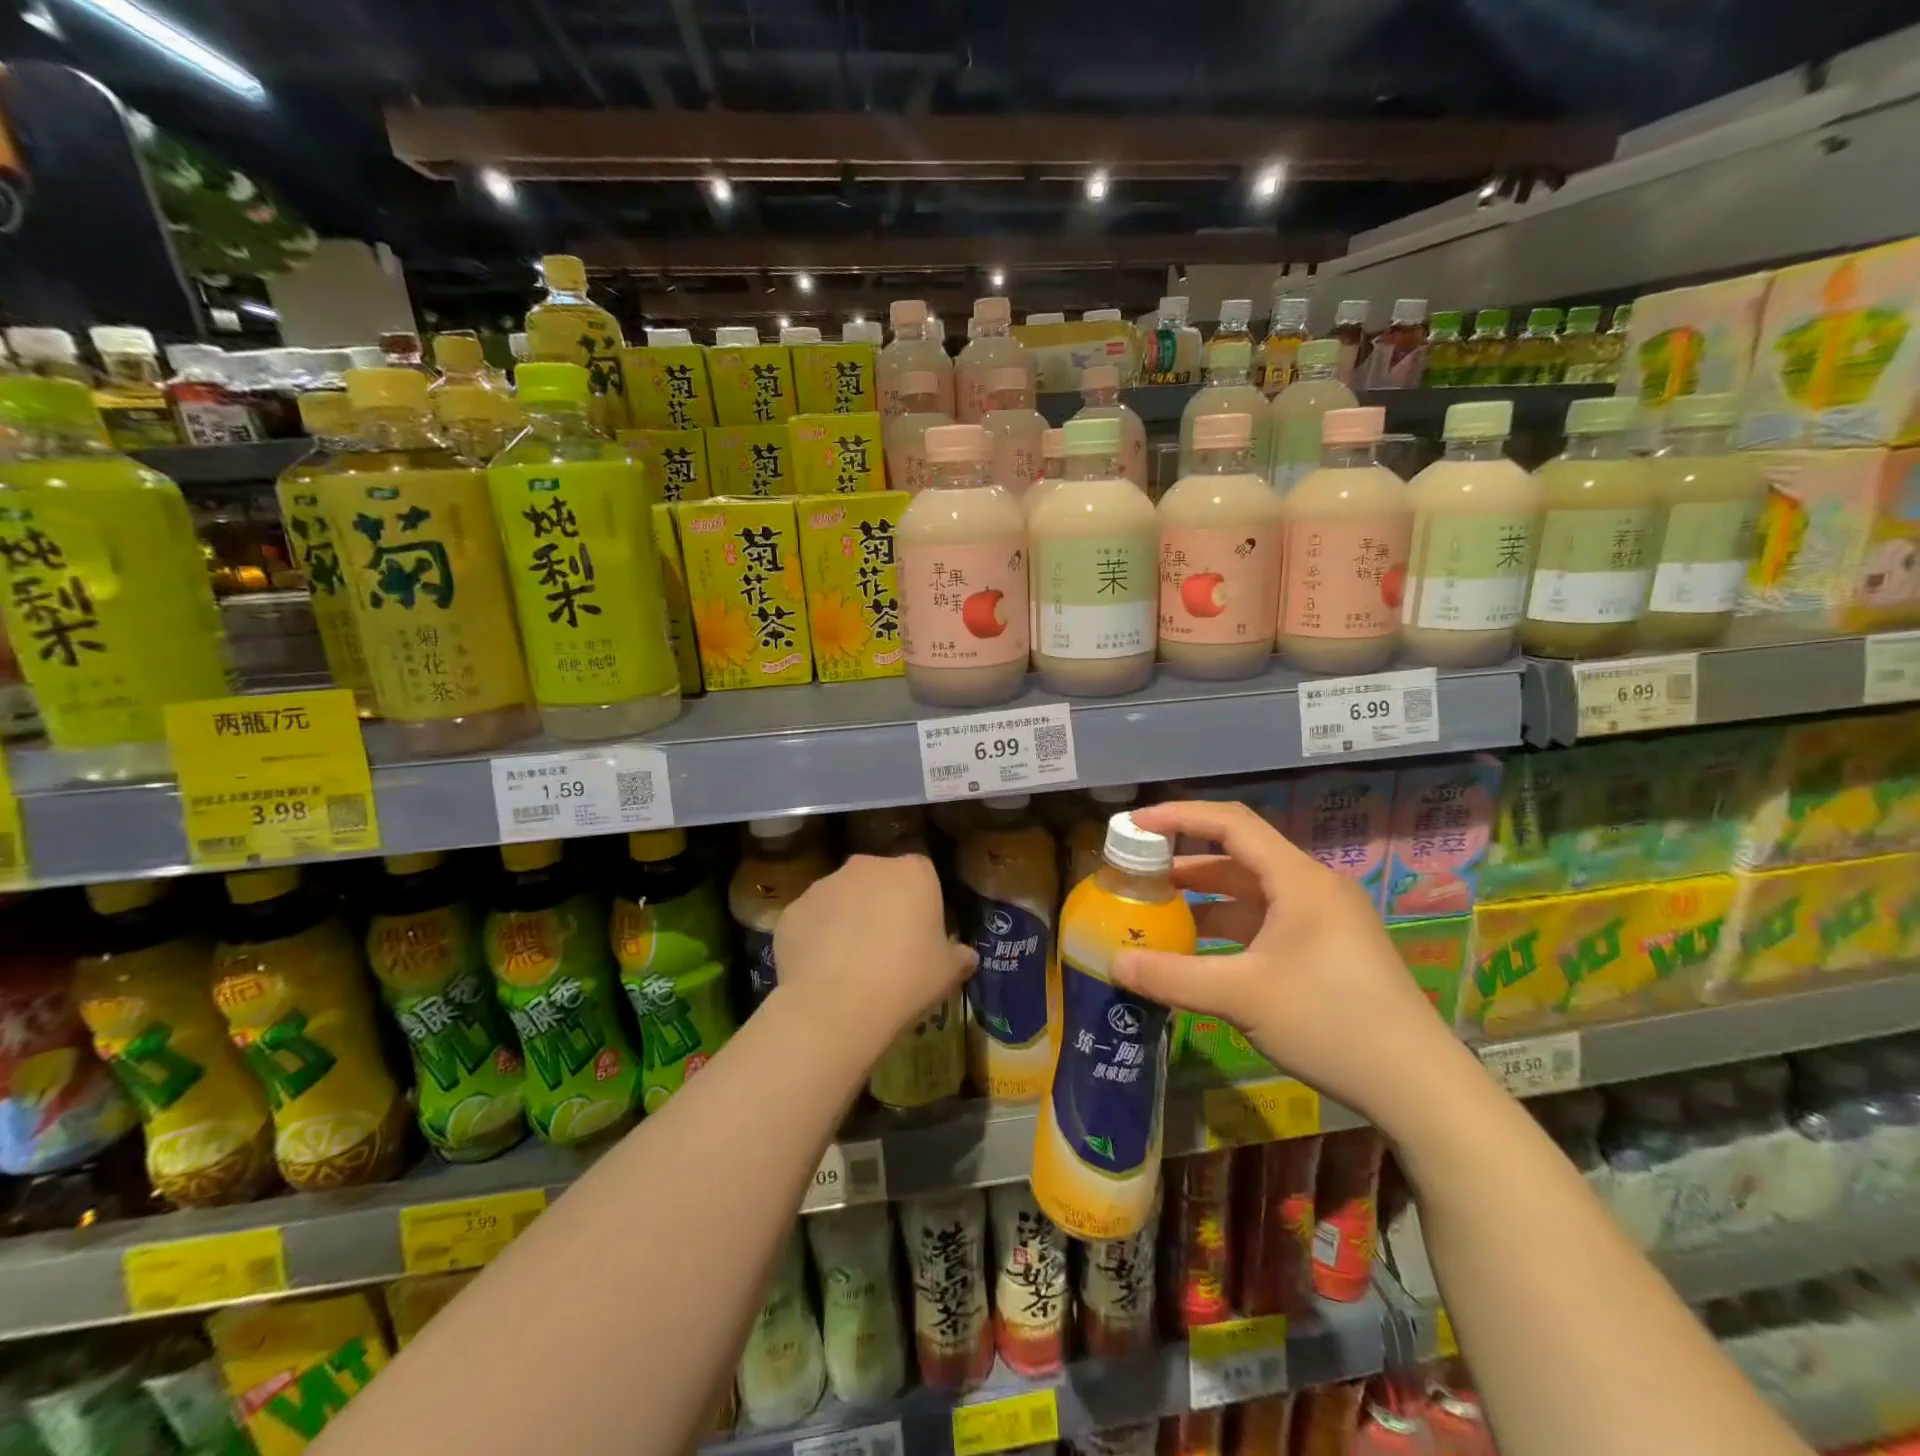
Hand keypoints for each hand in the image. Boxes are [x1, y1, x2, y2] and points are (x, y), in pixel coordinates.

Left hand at [773, 852, 973, 1059]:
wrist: (837, 1007)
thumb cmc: (905, 980)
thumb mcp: (947, 973)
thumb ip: (959, 956)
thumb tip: (967, 955)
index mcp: (912, 872)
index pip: (922, 875)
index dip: (921, 904)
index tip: (920, 935)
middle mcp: (867, 866)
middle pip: (878, 881)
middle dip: (881, 905)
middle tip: (885, 949)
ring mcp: (824, 885)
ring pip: (842, 898)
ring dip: (846, 920)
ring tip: (849, 965)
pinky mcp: (793, 909)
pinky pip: (811, 920)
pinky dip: (816, 938)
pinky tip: (821, 972)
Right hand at [1110, 800, 1468, 1128]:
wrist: (1418, 1086)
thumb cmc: (1330, 1022)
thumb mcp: (1241, 996)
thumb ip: (1172, 976)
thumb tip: (1114, 964)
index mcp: (1298, 879)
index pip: (1231, 824)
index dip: (1179, 816)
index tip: (1134, 824)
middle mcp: (1312, 887)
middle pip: (1238, 856)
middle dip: (1184, 861)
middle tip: (1136, 872)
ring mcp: (1323, 919)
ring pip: (1251, 893)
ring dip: (1204, 898)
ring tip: (1157, 909)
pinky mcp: (1327, 949)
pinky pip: (1265, 922)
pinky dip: (1228, 927)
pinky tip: (1199, 950)